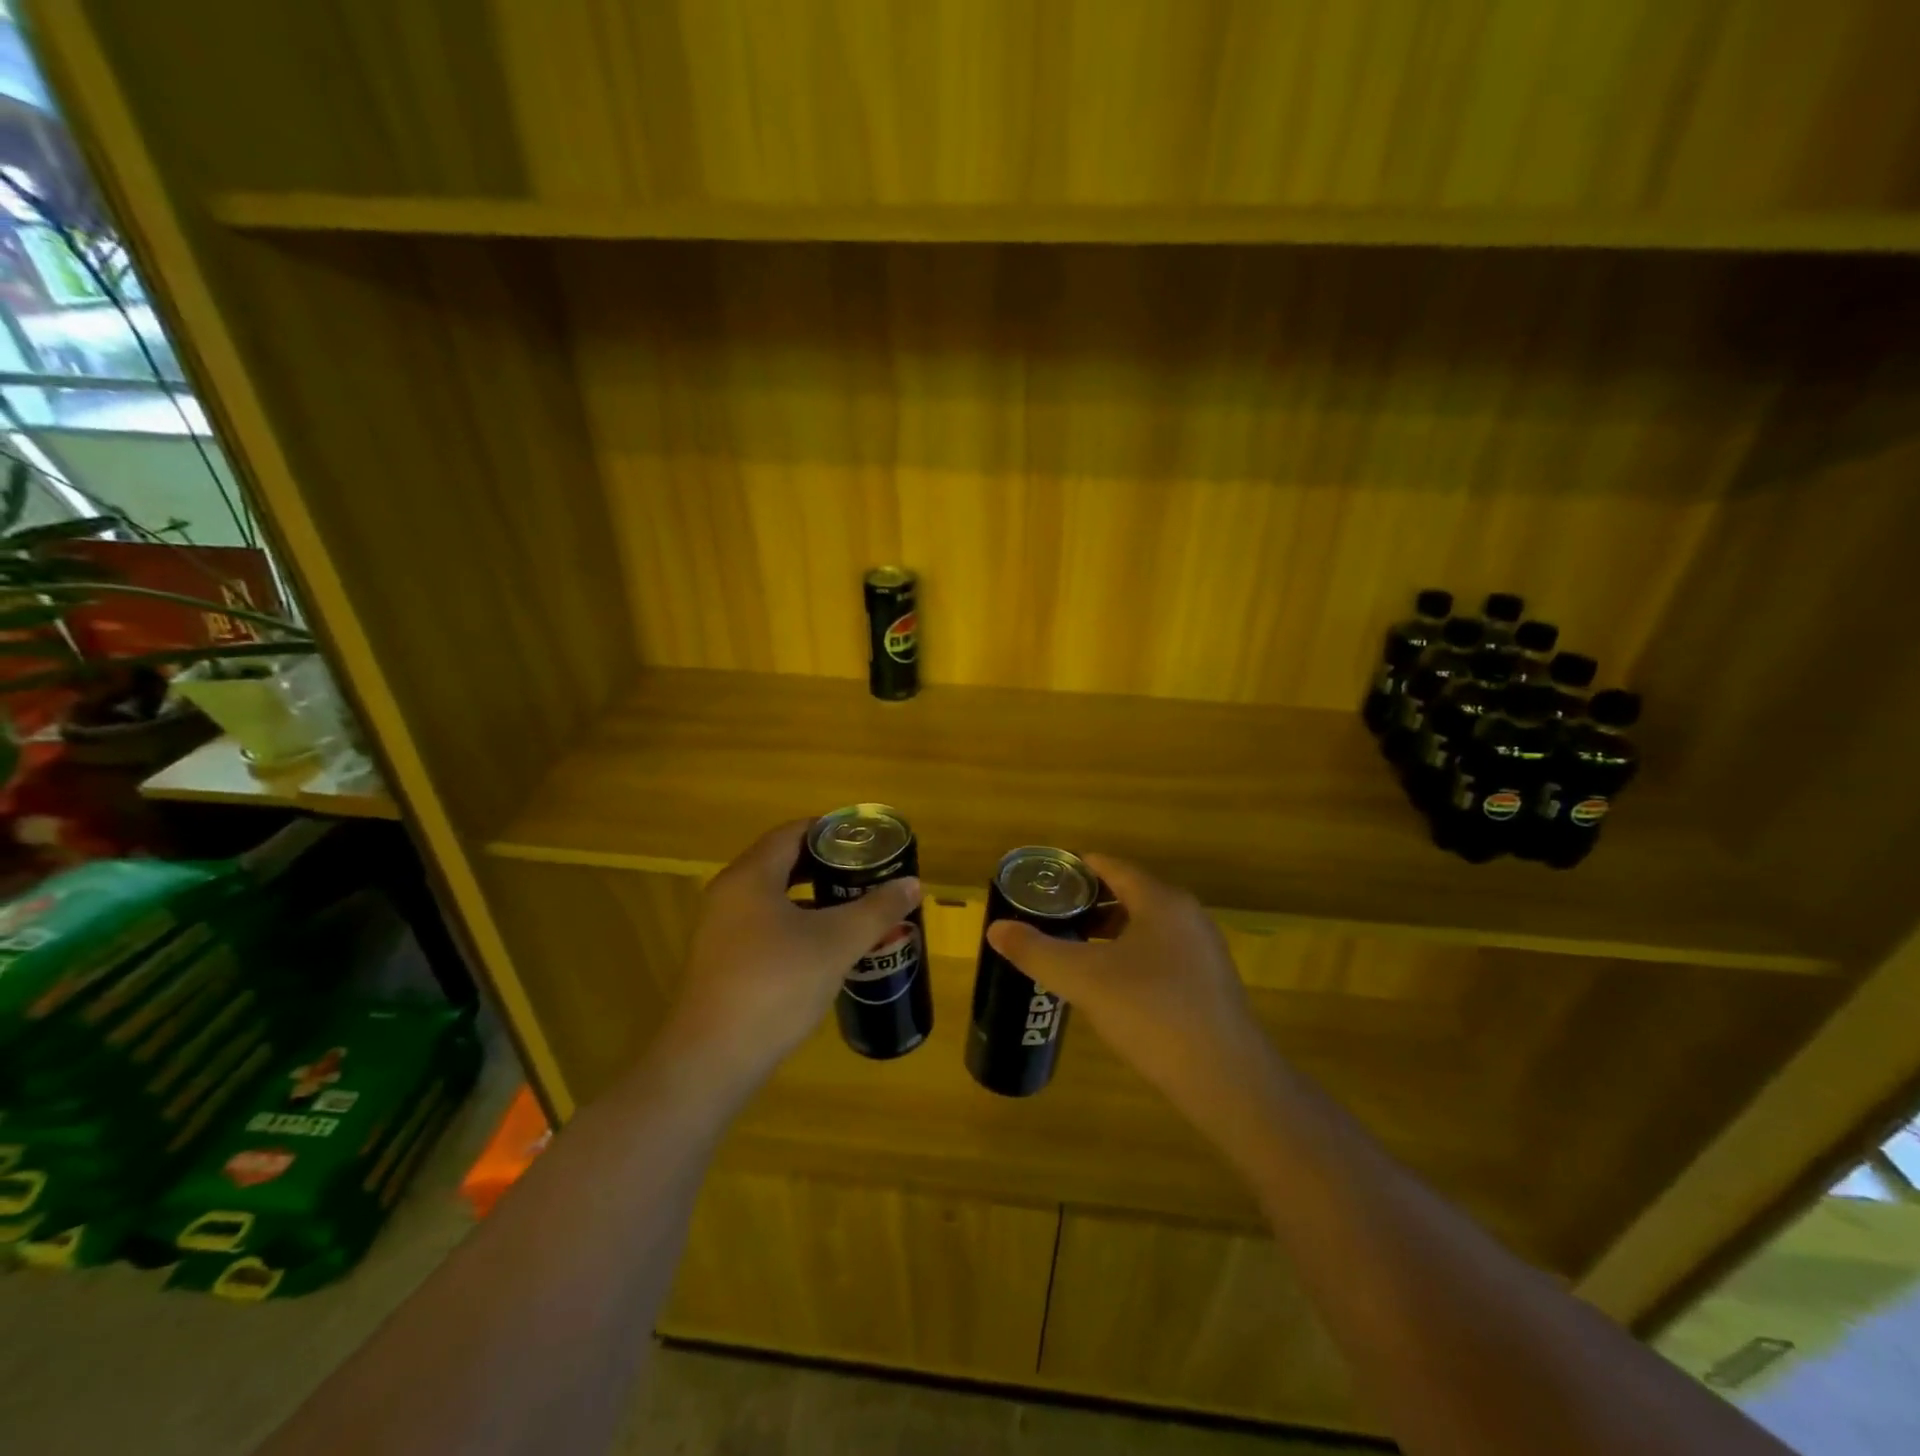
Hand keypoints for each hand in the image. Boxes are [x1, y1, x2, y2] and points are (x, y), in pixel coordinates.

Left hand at [663, 820, 921, 1085]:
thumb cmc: (776, 986)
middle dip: (826, 864)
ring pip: (772, 896)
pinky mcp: (721, 961)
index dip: (831, 830)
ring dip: (811, 895)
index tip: (866, 840)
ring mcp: (720, 929)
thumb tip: (912, 883)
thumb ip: (877, 909)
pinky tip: (823, 945)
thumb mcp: (837, 943)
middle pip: (781, 862)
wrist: (713, 1060)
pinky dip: (795, 922)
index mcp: (751, 876)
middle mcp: (729, 894)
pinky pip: (763, 924)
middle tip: (866, 871)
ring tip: (852, 904)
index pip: (792, 832)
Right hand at [986, 855, 1269, 1121]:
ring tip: (1074, 947)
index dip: (1075, 869)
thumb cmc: (1152, 1013)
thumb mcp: (1084, 980)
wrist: (1227, 1080)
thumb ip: (1037, 951)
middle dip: (1088, 902)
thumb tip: (996, 929)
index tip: (1043, 880)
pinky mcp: (1209, 983)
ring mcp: (1203, 950)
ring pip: (1146, 925)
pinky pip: (1161, 952)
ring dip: (1109, 931)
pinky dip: (1130, 954)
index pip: (1112, 867)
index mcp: (1160, 901)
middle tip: (1050, 915)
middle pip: (1129, 893)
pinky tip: (1111, 984)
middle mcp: (1186, 915)